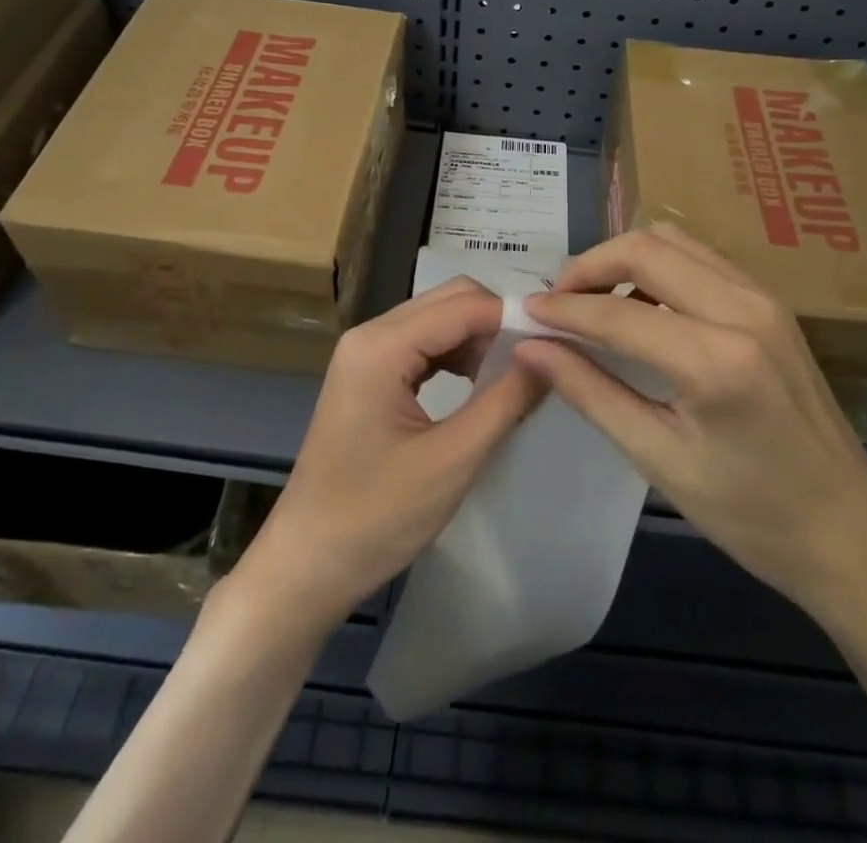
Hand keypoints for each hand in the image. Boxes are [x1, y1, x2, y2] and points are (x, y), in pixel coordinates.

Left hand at [229, 278, 545, 635]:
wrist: (307, 565)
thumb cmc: (376, 517)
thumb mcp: (452, 460)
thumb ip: (505, 401)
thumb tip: (547, 355)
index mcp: (382, 346)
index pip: (464, 305)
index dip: (514, 317)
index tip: (559, 340)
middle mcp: (370, 335)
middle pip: (449, 300)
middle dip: (496, 323)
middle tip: (537, 360)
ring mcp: (365, 353)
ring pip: (438, 319)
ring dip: (478, 339)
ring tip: (512, 377)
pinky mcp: (368, 375)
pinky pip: (422, 344)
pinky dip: (456, 355)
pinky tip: (478, 385)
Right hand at [518, 224, 866, 627]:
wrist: (849, 532)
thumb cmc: (750, 514)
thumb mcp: (659, 459)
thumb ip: (590, 392)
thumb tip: (531, 347)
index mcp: (716, 359)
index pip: (617, 313)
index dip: (563, 310)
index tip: (525, 312)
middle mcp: (744, 309)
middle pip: (647, 248)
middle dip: (590, 265)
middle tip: (558, 302)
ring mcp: (764, 299)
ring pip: (675, 241)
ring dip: (625, 259)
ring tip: (593, 301)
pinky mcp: (772, 303)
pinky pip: (701, 259)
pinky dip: (659, 267)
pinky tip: (641, 307)